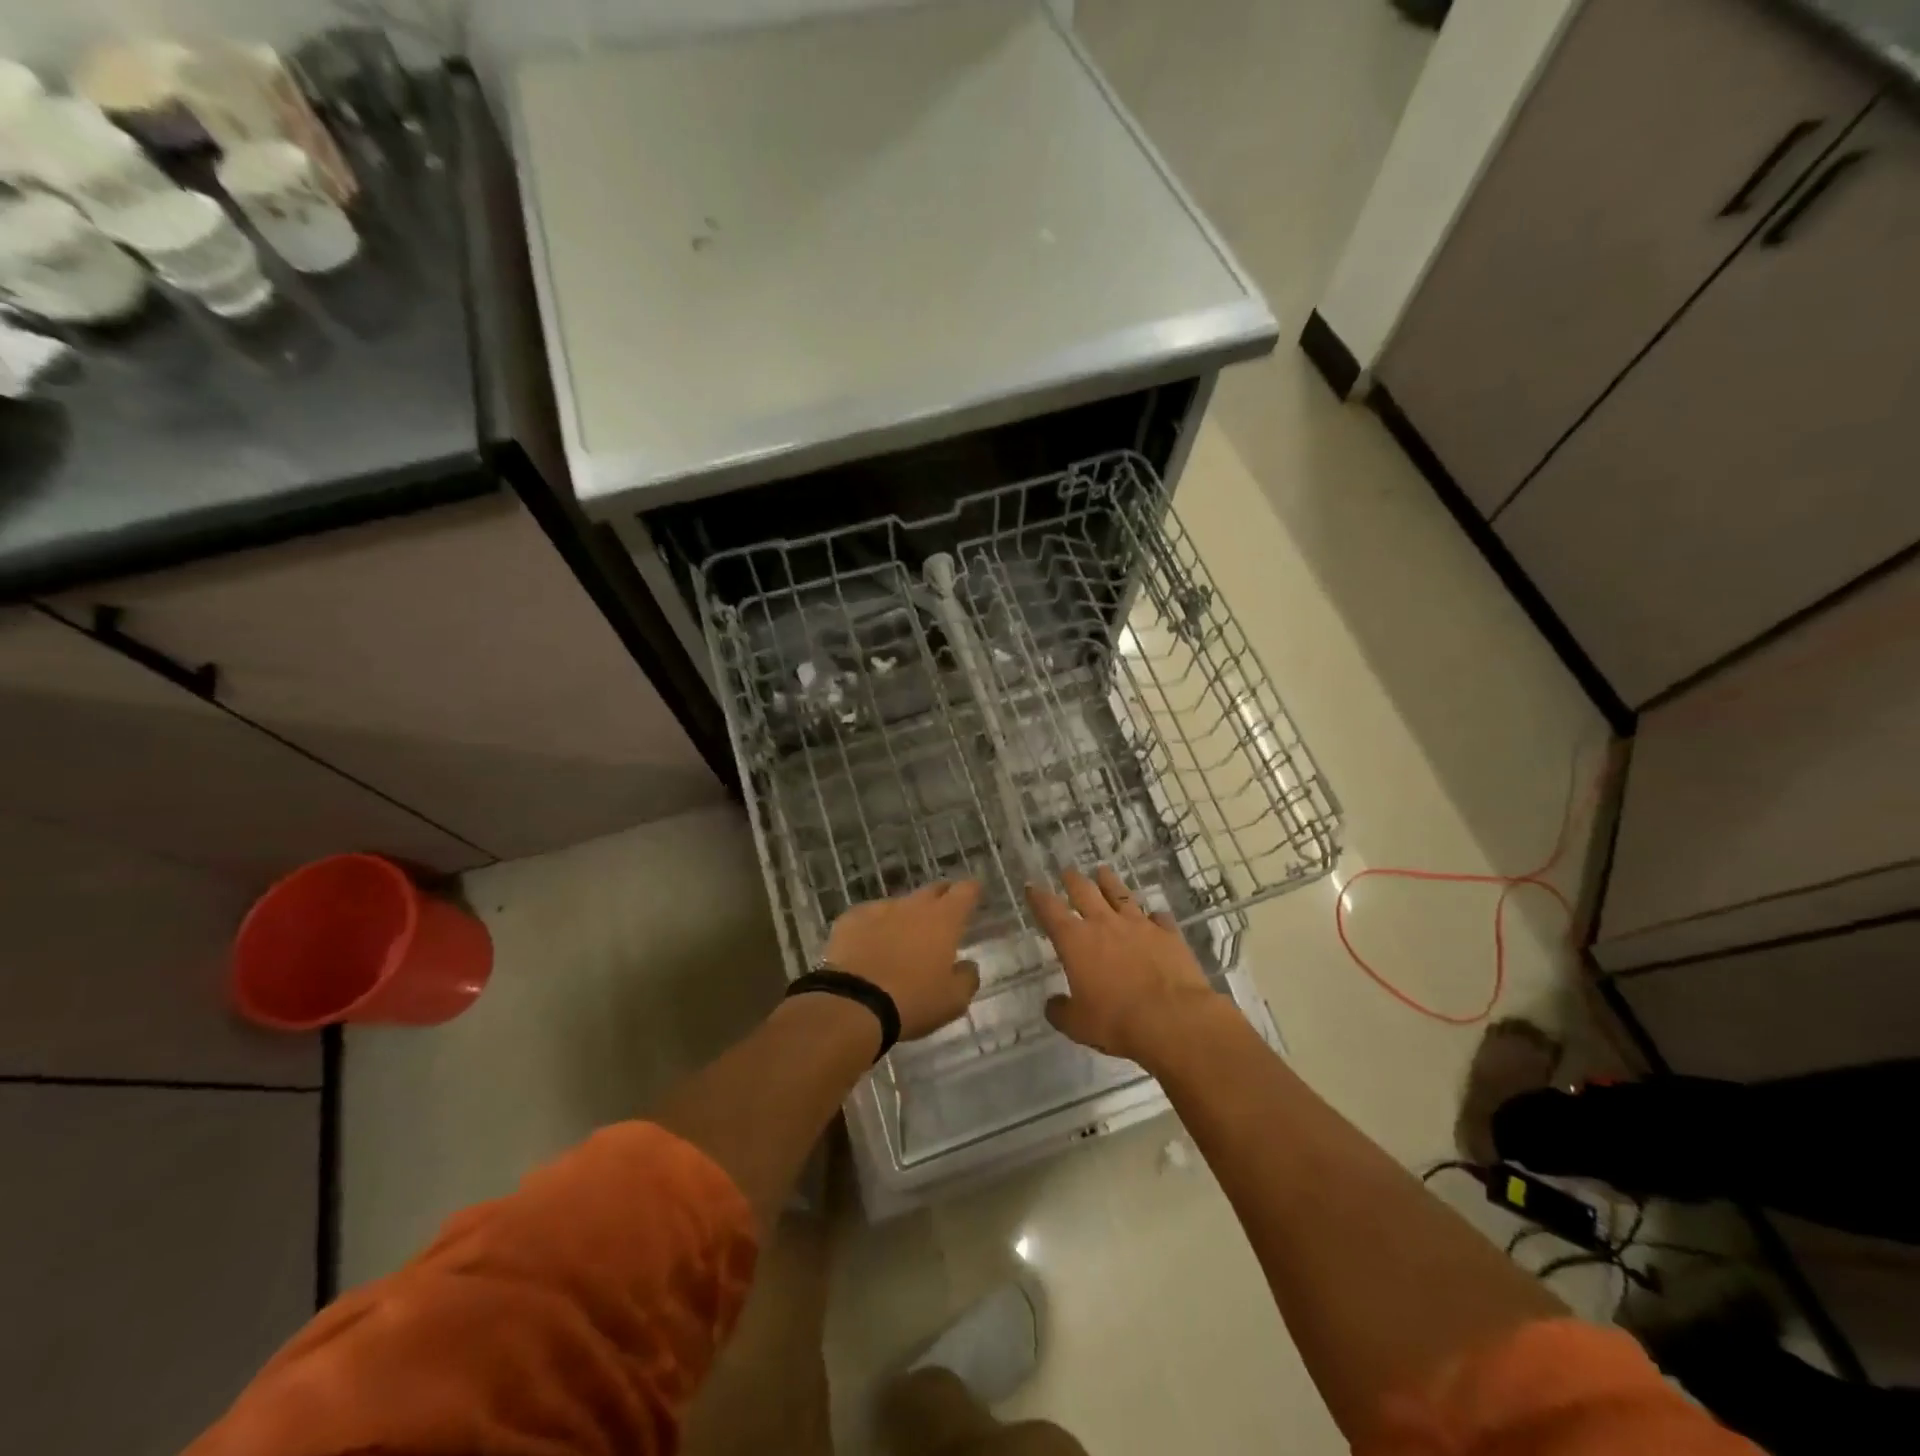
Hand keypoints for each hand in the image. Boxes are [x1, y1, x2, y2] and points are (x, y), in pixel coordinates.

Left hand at [823, 881, 982, 1039]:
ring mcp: (879, 909)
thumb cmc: (913, 1002)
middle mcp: (914, 906)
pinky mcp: (850, 919)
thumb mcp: (953, 1001)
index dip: (972, 891)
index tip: (974, 894)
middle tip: (942, 917)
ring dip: (905, 917)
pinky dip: (874, 927)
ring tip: (901, 941)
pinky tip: (868, 946)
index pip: (966, 890)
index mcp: (944, 920)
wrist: (854, 1004)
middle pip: (933, 890)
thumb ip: (967, 978)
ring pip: (899, 905)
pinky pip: (868, 917)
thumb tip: (967, 965)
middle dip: (940, 898)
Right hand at [1027, 866, 1216, 1062]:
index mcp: (1076, 941)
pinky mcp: (1168, 934)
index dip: (1039, 897)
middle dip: (1073, 880)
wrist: (1173, 1019)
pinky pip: (1159, 918)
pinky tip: (1155, 915)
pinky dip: (1154, 916)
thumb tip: (1053, 1004)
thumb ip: (1061, 1011)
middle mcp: (1105, 924)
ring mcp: (1139, 925)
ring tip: (1103, 871)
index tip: (1032, 886)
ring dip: (1109, 882)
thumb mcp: (1078, 1025)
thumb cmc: (1117, 1022)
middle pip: (1085, 892)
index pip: (1050, 911)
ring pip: (1120, 895)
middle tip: (1068, 871)